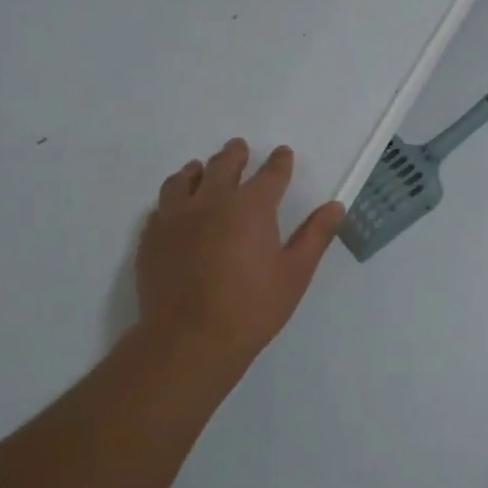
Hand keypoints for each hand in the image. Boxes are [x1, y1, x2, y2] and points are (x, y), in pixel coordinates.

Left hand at [135, 139, 344, 370]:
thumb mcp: (296, 272)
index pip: (270, 174)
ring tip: (201, 169)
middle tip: (239, 148)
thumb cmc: (253, 306)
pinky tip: (176, 208)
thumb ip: (316, 235)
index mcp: (251, 207)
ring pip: (184, 180)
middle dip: (235, 155)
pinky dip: (173, 199)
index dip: (279, 162)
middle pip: (223, 166)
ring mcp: (175, 218)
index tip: (283, 153)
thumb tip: (336, 206)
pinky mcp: (151, 237)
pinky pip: (161, 206)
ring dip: (198, 171)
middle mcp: (211, 202)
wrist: (190, 338)